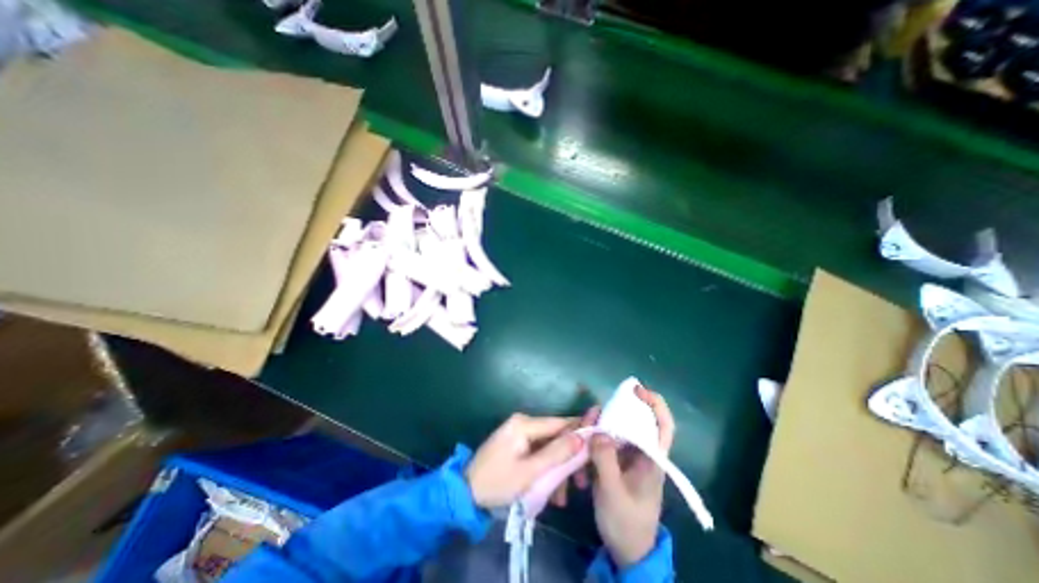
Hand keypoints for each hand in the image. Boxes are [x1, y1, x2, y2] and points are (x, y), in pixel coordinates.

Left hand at [466, 413, 582, 506]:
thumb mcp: (530, 472)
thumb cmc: (497, 482)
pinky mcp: (517, 444)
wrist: (465, 494)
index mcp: (525, 423)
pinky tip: (551, 492)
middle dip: (569, 459)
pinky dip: (546, 469)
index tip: (599, 442)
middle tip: (581, 484)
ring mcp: (519, 433)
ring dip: (558, 469)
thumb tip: (582, 438)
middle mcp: (523, 423)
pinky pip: (538, 453)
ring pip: (549, 448)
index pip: (560, 422)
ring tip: (562, 497)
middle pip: (556, 437)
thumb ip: (557, 454)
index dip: (581, 430)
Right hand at [580, 388, 669, 567]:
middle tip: (591, 417)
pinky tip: (581, 454)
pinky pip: (603, 442)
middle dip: (611, 414)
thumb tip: (598, 430)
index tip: (636, 390)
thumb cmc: (626, 524)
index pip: (663, 425)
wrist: (626, 552)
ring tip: (581, 437)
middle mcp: (641, 452)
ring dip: (596, 430)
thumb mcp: (613, 493)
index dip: (654, 404)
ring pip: (614, 430)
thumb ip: (605, 460)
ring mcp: (627, 457)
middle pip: (631, 421)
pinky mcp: (615, 462)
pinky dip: (591, 442)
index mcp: (651, 459)